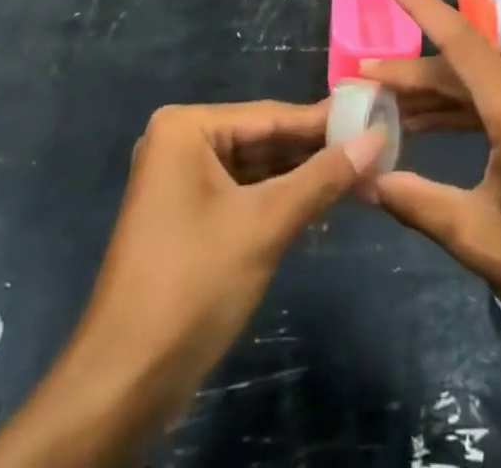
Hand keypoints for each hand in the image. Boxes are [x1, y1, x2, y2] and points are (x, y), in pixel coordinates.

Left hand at [0, 100, 384, 466]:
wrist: (122, 385)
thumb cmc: (192, 286)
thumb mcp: (265, 225)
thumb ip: (323, 178)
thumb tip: (377, 137)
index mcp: (187, 128)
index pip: (272, 116)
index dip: (327, 121)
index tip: (378, 116)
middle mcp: (181, 143)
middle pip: (264, 139)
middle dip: (317, 152)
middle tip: (377, 150)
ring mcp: (182, 181)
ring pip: (257, 168)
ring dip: (303, 178)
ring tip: (362, 175)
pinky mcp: (188, 217)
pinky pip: (243, 194)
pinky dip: (280, 200)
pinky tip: (323, 205)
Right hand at [362, 0, 500, 356]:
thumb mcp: (479, 238)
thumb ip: (416, 202)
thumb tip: (364, 177)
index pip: (458, 39)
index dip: (417, 3)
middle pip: (460, 66)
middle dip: (409, 73)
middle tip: (360, 81)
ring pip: (476, 84)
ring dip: (432, 94)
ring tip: (382, 103)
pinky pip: (494, 102)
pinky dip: (458, 110)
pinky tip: (423, 125)